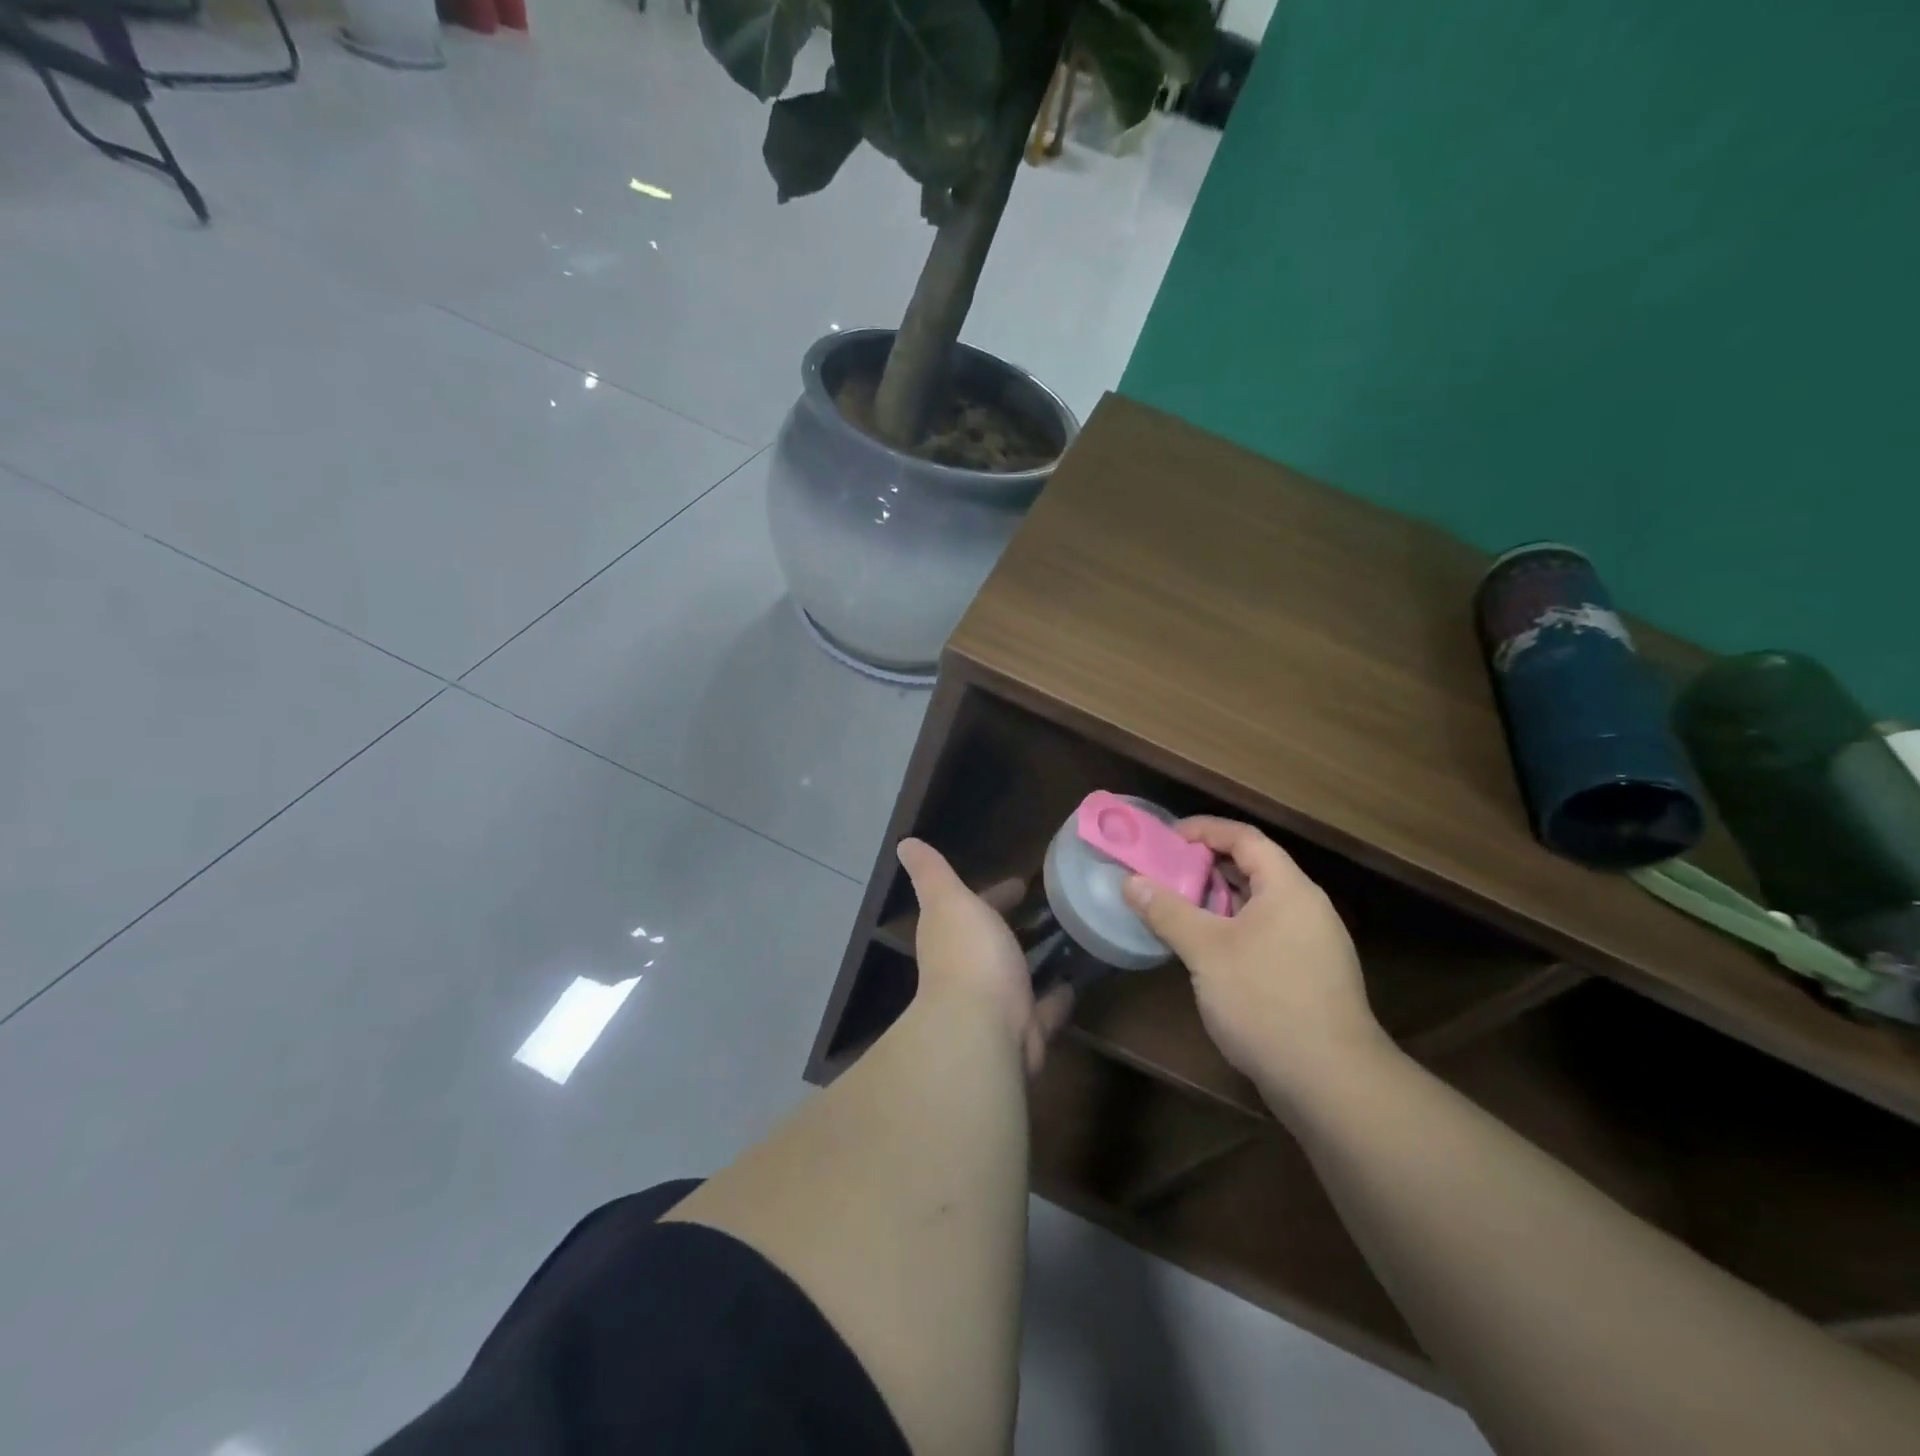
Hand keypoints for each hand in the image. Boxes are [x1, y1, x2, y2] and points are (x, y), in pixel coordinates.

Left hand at [897, 839, 1073, 1077]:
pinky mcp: (1023, 1030)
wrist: (983, 1029)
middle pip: (994, 942)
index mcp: (951, 936)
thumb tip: (904, 843)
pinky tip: (1075, 982)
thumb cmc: (968, 955)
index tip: (1021, 883)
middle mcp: (969, 969)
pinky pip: (1044, 1010)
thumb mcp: (949, 900)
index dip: (994, 894)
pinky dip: (1056, 998)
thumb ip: (932, 873)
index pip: (973, 908)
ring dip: (1035, 961)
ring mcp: (996, 1003)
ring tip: (1069, 939)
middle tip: (1051, 909)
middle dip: (1014, 928)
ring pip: (1018, 976)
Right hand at [1121, 818, 1388, 1110]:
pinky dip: (1232, 928)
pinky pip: (1265, 933)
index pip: (1245, 838)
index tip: (1165, 838)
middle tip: (1163, 874)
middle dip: (1205, 866)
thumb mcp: (1206, 951)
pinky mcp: (1309, 975)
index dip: (1204, 830)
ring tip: (1176, 908)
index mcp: (1288, 889)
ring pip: (1258, 905)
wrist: (1331, 1082)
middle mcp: (1306, 908)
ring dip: (1216, 901)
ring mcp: (1312, 944)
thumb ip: (1167, 911)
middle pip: (1253, 868)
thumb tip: (1131, 882)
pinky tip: (1205, 951)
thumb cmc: (1265, 1001)